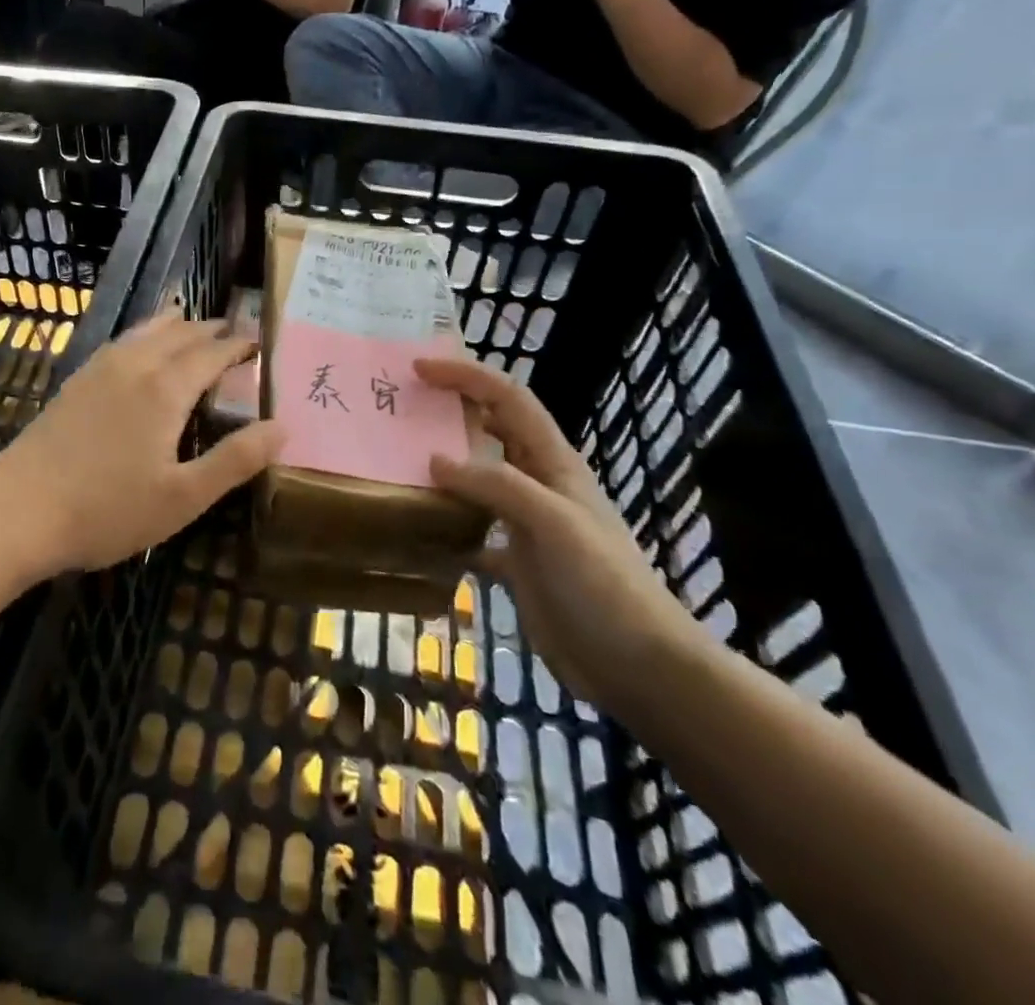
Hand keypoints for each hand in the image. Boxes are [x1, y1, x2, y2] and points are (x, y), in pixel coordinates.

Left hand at [0, 315, 284, 576]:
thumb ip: (235, 460)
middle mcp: (134, 366)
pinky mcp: (75, 381)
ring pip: (145, 331)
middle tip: (233, 331)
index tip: (258, 341)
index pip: (212, 354)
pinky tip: (136, 347)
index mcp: (165, 389)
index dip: (237, 346)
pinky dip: (142, 333)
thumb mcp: (183, 497)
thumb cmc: (107, 510)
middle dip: (209, 330)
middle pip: (179, 334)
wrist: (18, 511)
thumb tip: (282, 426)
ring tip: (190, 322)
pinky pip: (120, 341)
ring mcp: (99, 370)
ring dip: (174, 325)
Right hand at [417, 356, 705, 717]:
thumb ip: (496, 485)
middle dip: (451, 409)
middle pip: (490, 431)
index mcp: (553, 463)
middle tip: (400, 406)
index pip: (508, 398)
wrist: (639, 666)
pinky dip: (445, 524)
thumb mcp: (553, 523)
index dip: (467, 375)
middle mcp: (537, 485)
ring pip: (477, 480)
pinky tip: (415, 529)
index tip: (420, 367)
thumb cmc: (603, 584)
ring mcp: (526, 525)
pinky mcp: (516, 564)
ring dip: (443, 466)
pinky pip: (471, 531)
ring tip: (396, 460)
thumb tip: (434, 460)